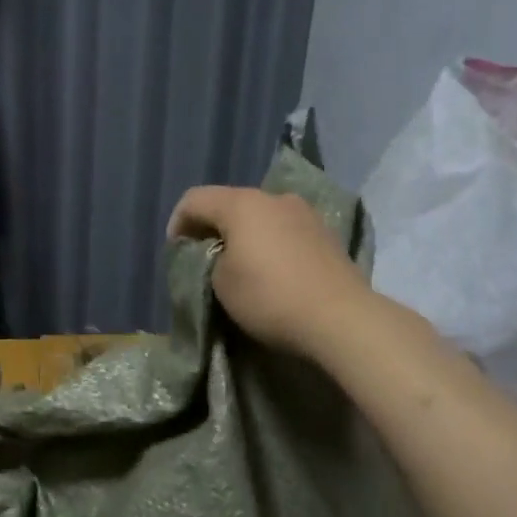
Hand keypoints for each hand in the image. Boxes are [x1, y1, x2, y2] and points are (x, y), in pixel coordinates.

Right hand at [167, 185, 375, 359]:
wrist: (340, 318)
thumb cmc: (269, 297)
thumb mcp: (220, 283)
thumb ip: (208, 260)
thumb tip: (218, 253)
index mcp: (242, 204)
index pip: (194, 200)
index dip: (177, 224)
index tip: (175, 253)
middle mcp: (274, 198)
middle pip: (230, 204)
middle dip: (212, 229)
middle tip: (204, 260)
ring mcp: (305, 213)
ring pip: (261, 216)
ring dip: (244, 236)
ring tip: (240, 266)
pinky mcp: (326, 234)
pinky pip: (285, 231)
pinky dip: (270, 244)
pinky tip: (273, 270)